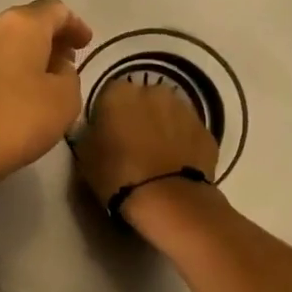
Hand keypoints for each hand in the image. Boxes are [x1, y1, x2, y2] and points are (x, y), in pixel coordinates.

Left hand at [0, 0, 93, 181]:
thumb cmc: (16, 118)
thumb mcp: (64, 101)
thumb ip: (69, 75)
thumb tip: (55, 66)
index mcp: (22, 24)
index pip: (56, 11)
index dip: (75, 26)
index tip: (85, 43)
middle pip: (25, 23)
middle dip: (46, 40)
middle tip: (62, 62)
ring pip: (1, 41)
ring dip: (20, 54)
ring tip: (35, 79)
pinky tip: (7, 90)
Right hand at [73, 79, 219, 216]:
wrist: (167, 199)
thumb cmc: (117, 176)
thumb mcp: (85, 156)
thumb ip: (90, 133)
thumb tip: (98, 129)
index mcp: (120, 93)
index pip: (109, 94)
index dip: (108, 114)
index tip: (106, 134)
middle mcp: (154, 91)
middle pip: (142, 99)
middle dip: (138, 115)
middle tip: (132, 144)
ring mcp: (185, 109)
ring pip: (168, 113)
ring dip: (162, 127)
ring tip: (156, 156)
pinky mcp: (205, 130)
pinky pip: (187, 132)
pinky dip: (182, 143)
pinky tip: (175, 165)